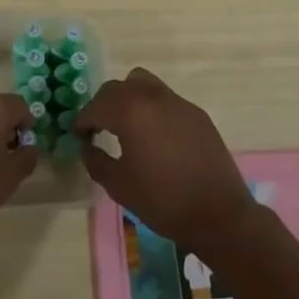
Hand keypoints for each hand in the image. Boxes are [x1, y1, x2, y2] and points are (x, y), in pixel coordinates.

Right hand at [74, 67, 258, 261]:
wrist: (219, 214)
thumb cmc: (163, 201)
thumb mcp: (119, 186)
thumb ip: (96, 161)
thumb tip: (87, 147)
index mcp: (130, 111)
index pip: (96, 106)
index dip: (83, 120)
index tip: (79, 136)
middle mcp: (152, 96)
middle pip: (118, 88)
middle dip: (103, 105)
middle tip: (98, 129)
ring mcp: (178, 102)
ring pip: (143, 83)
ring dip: (128, 98)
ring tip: (126, 125)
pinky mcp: (196, 113)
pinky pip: (165, 99)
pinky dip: (151, 108)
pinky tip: (155, 136)